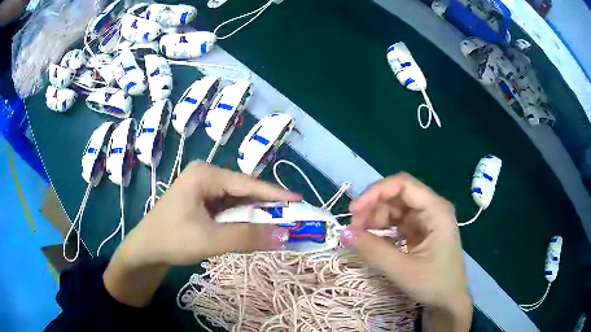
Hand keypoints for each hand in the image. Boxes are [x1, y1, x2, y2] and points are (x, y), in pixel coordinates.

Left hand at [104, 161, 299, 306]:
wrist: (145, 250)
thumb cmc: (173, 240)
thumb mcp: (212, 239)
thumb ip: (248, 236)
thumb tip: (285, 235)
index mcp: (205, 175)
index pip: (247, 183)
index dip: (275, 193)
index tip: (299, 200)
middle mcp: (204, 176)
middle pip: (243, 190)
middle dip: (266, 206)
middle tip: (290, 217)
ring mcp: (201, 188)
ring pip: (236, 200)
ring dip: (254, 214)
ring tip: (276, 224)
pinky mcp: (200, 201)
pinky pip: (226, 207)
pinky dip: (240, 218)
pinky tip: (251, 226)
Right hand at [342, 173, 471, 330]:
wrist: (448, 301)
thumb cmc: (434, 284)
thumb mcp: (403, 270)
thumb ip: (374, 250)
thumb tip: (345, 233)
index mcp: (436, 210)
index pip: (403, 184)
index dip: (376, 192)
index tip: (354, 211)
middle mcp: (432, 208)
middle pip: (398, 194)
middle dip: (373, 206)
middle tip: (354, 227)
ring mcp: (427, 219)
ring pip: (395, 206)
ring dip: (375, 217)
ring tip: (362, 235)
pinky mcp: (420, 230)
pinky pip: (397, 220)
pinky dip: (382, 227)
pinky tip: (373, 238)